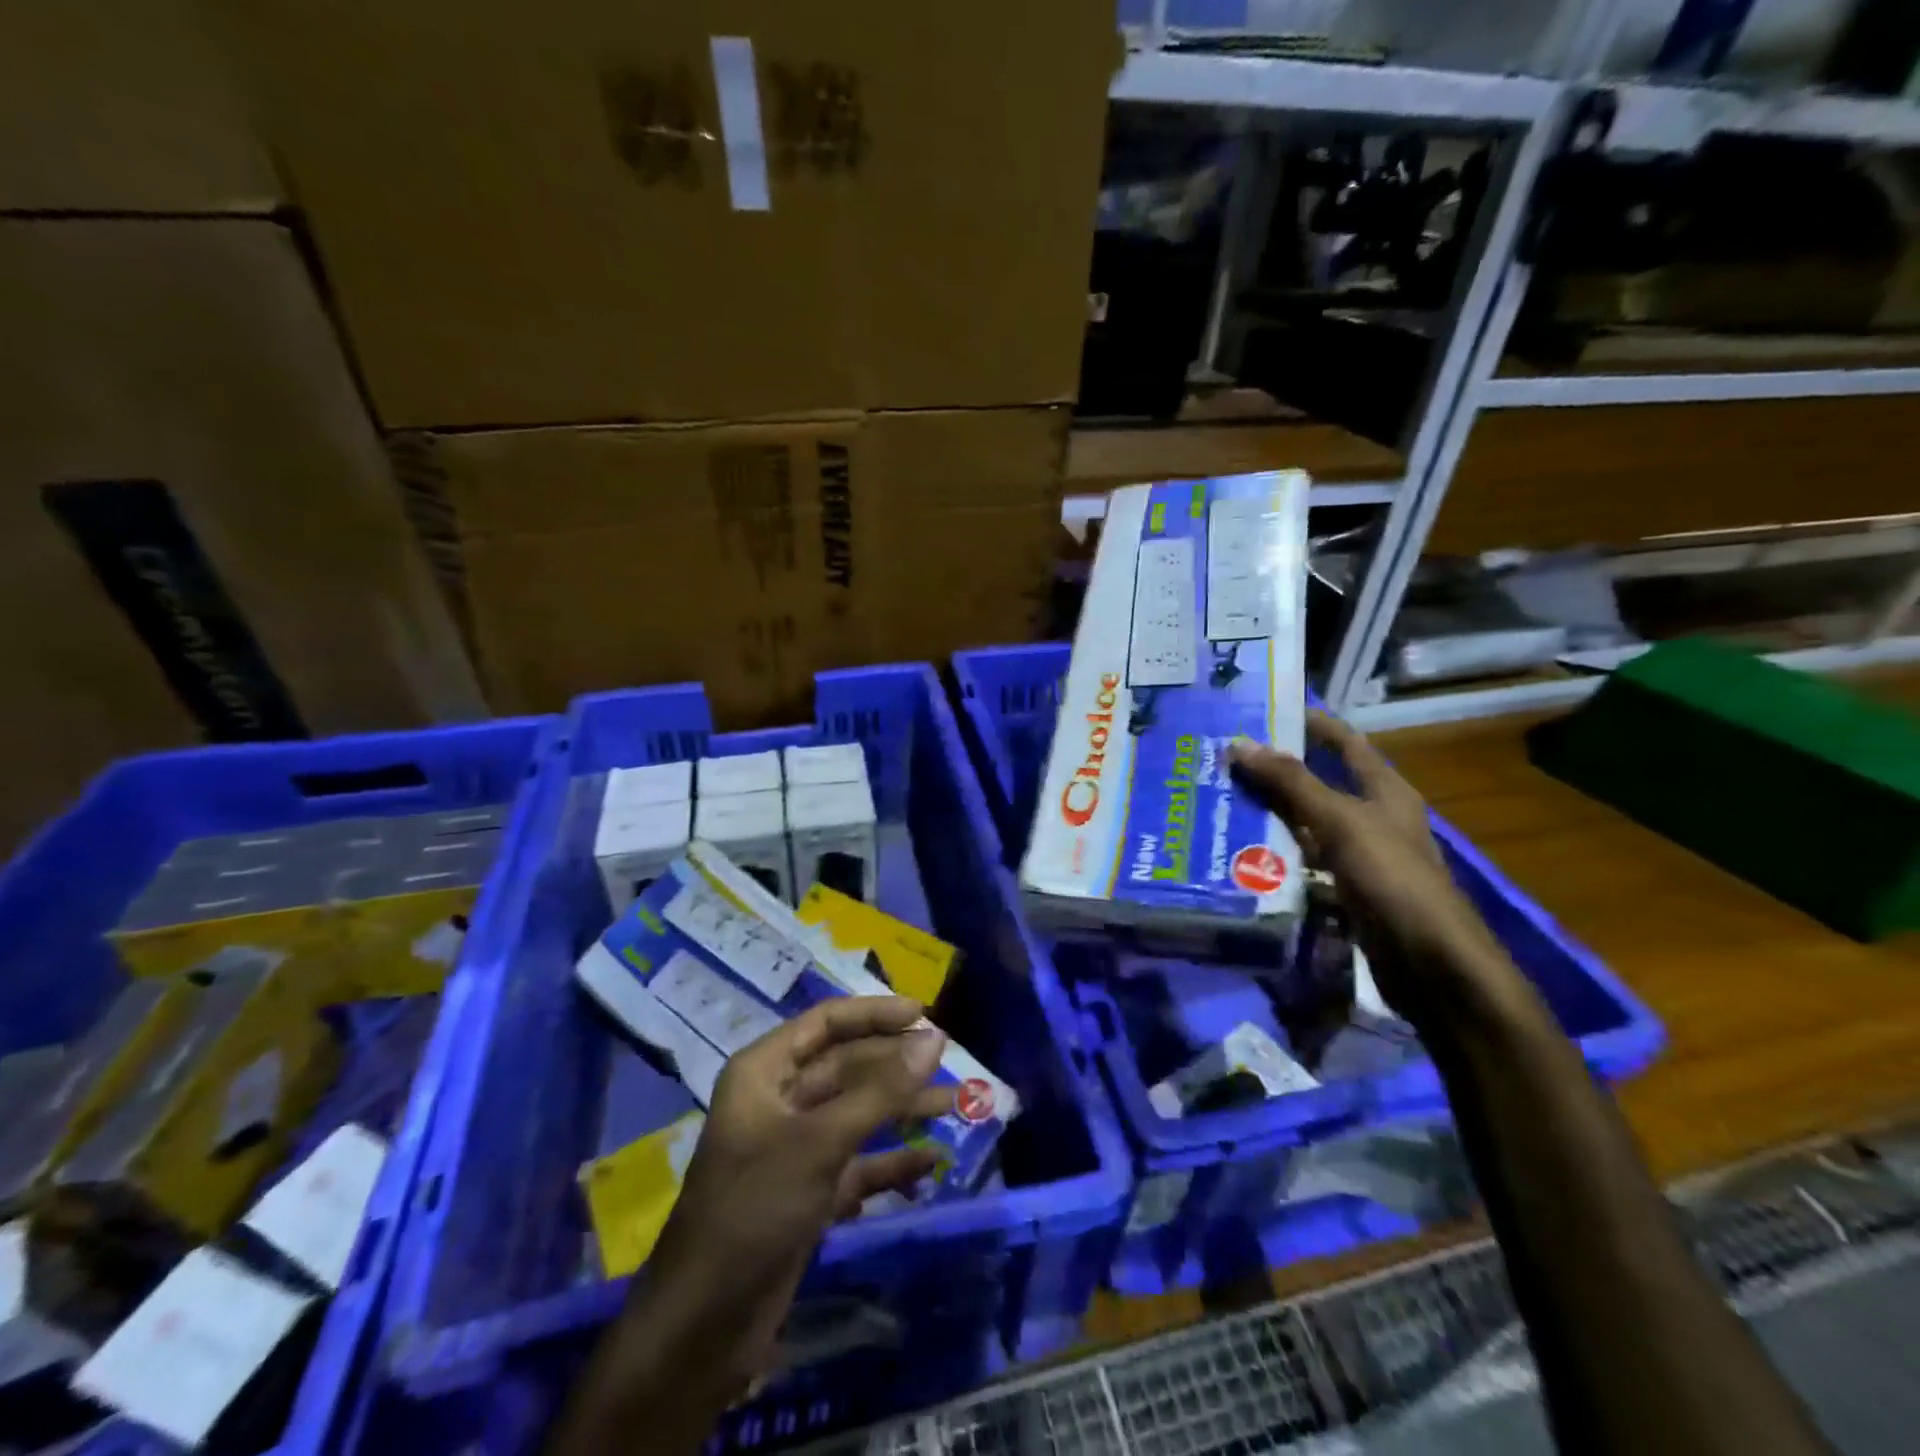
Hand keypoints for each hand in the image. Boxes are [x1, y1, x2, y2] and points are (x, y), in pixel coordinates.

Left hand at [629, 996, 952, 1409]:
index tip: (924, 1015)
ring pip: (857, 1113)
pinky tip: (929, 1163)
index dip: (874, 1014)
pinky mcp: (808, 1192)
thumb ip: (882, 1090)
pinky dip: (890, 1161)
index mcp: (765, 1072)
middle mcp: (779, 1100)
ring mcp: (794, 1148)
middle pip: (846, 1066)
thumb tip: (935, 1040)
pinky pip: (857, 1162)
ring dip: (901, 1110)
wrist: (702, 1327)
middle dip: (895, 1065)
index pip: (826, 1022)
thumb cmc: (754, 1209)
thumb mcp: (820, 1142)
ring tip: (952, 1107)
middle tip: (948, 1064)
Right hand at [1228, 710, 1504, 1022]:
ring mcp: (1360, 857)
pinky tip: (1242, 856)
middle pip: (1320, 785)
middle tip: (1226, 762)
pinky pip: (1305, 864)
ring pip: (1307, 826)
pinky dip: (1277, 858)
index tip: (1266, 711)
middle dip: (1276, 774)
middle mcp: (1373, 818)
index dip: (1312, 724)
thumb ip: (1291, 783)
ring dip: (1271, 817)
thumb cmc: (1391, 878)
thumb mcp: (1340, 821)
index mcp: (1384, 791)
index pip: (1345, 743)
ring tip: (1222, 804)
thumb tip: (1239, 743)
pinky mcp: (1347, 891)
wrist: (1430, 963)